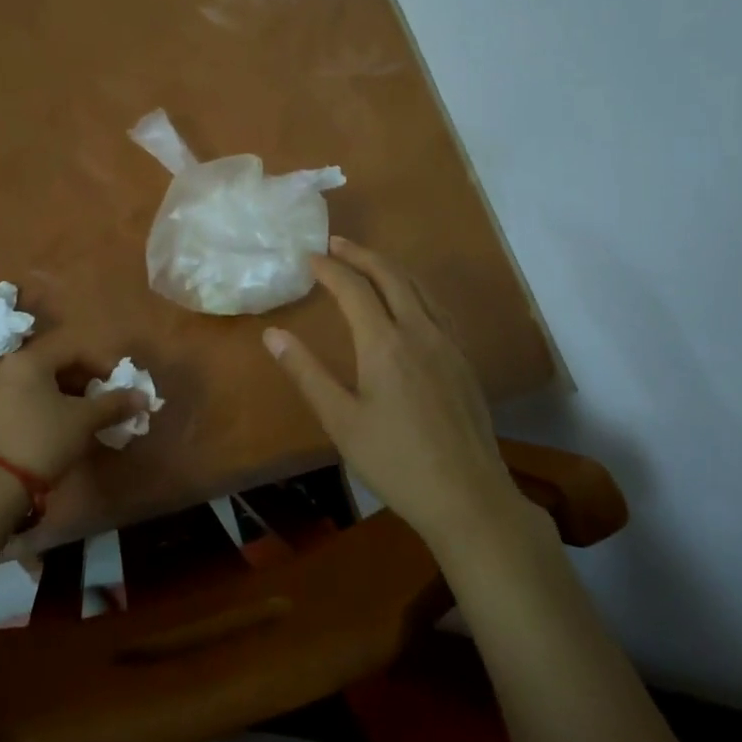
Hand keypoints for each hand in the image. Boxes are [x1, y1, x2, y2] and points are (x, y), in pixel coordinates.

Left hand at [0, 336, 143, 485]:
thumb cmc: (44, 439)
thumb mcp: (84, 421)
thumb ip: (114, 404)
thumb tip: (142, 396)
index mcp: (30, 360)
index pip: (74, 351)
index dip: (101, 365)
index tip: (118, 386)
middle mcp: (6, 369)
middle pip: (53, 366)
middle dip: (83, 383)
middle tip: (102, 404)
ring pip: (37, 386)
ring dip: (63, 398)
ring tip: (82, 420)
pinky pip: (21, 403)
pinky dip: (43, 410)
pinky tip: (55, 431)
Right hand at [263, 238, 541, 551]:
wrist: (469, 498)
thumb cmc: (396, 462)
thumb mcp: (340, 421)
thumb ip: (306, 373)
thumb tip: (272, 335)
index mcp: (385, 343)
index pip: (353, 289)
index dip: (329, 269)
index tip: (307, 257)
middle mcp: (420, 331)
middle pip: (391, 275)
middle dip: (361, 254)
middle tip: (335, 244)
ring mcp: (448, 344)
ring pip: (419, 287)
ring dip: (389, 267)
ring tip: (367, 262)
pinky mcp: (463, 361)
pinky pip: (436, 306)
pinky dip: (413, 288)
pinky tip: (408, 301)